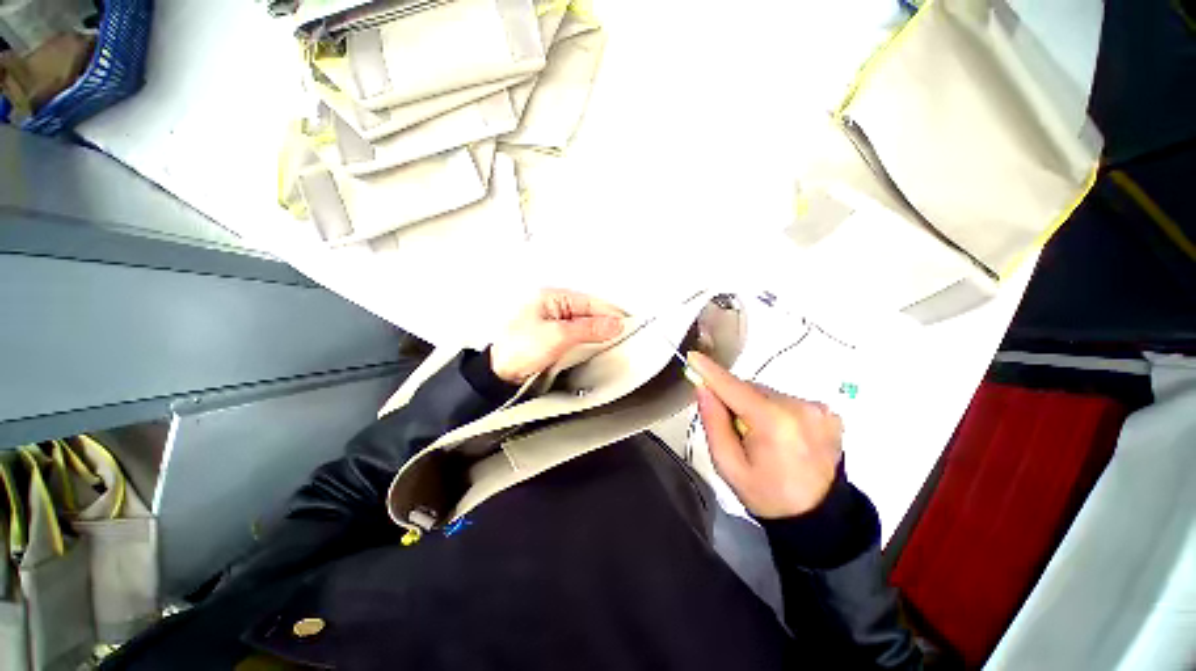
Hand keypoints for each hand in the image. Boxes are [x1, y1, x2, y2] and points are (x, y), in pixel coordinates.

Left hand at [490, 289, 625, 384]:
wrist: (501, 375)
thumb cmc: (517, 349)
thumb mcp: (558, 336)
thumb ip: (588, 329)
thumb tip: (613, 324)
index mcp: (551, 298)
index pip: (589, 302)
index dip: (609, 312)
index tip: (626, 323)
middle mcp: (553, 308)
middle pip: (588, 313)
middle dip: (605, 324)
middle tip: (623, 334)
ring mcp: (554, 324)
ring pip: (585, 325)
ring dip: (598, 333)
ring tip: (614, 341)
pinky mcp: (555, 339)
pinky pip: (578, 336)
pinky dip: (589, 341)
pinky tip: (597, 346)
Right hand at [689, 351, 843, 518]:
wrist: (819, 519)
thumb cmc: (767, 495)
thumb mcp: (729, 465)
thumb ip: (714, 423)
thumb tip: (703, 388)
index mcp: (774, 423)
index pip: (734, 387)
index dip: (711, 372)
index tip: (693, 357)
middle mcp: (800, 407)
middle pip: (751, 388)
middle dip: (734, 399)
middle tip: (732, 425)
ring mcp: (818, 409)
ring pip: (768, 393)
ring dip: (755, 405)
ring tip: (759, 435)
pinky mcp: (828, 413)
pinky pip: (786, 401)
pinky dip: (775, 410)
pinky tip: (779, 434)